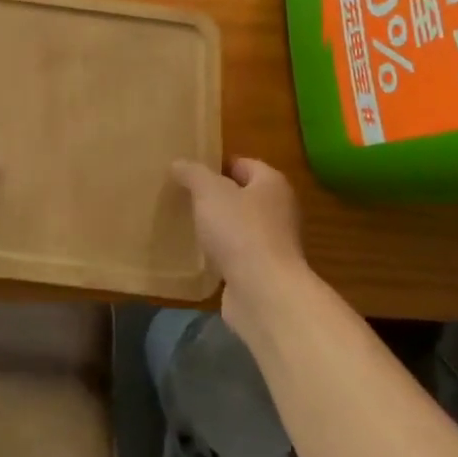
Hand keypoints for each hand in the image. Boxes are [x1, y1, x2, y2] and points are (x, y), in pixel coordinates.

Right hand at [171, 157, 309, 337]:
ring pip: (239, 227)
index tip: (189, 171)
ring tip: (186, 224)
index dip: (217, 164)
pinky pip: (236, 255)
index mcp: (272, 184)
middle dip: (214, 197)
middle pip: (242, 196)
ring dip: (217, 227)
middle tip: (183, 196)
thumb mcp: (209, 191)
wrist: (263, 293)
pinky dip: (220, 254)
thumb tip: (178, 163)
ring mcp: (273, 245)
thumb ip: (192, 173)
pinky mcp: (262, 273)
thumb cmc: (240, 231)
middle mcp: (279, 211)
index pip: (243, 164)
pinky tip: (197, 255)